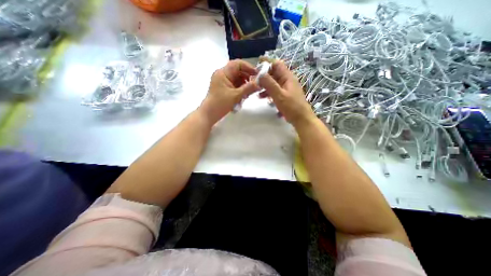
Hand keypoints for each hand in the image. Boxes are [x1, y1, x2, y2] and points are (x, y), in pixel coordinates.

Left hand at [200, 60, 260, 124]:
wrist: (209, 114)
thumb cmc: (220, 104)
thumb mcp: (236, 96)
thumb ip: (248, 88)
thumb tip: (260, 83)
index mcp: (223, 73)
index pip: (238, 64)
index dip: (248, 67)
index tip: (257, 75)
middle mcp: (222, 74)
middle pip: (238, 71)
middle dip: (247, 78)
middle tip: (255, 86)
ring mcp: (223, 81)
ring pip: (237, 79)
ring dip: (244, 85)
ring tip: (248, 93)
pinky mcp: (224, 88)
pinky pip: (235, 85)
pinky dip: (240, 89)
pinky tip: (244, 96)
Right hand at [257, 61, 314, 127]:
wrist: (301, 119)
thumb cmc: (291, 107)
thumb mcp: (279, 95)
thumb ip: (269, 84)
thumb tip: (259, 74)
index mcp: (287, 77)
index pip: (277, 64)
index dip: (267, 63)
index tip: (257, 65)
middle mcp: (287, 80)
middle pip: (274, 73)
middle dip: (264, 76)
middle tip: (254, 81)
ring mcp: (286, 88)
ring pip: (274, 83)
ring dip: (265, 85)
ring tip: (256, 91)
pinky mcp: (285, 95)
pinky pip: (275, 90)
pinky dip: (268, 92)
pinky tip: (262, 98)